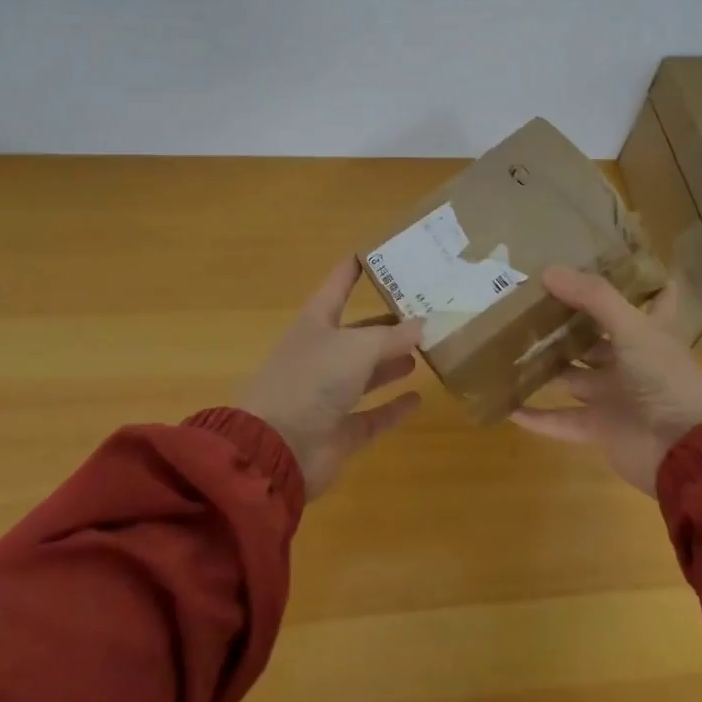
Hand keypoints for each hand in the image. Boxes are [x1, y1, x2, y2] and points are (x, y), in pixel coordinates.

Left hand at [236, 258, 424, 498]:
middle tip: (425, 311)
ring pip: (366, 373)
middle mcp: (322, 355)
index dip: (354, 269)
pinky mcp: (339, 432)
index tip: (378, 252)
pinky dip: (393, 408)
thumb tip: (423, 324)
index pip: (338, 286)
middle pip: (358, 333)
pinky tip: (418, 398)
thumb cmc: (312, 380)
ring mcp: (328, 396)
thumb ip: (392, 337)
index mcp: (316, 324)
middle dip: (387, 324)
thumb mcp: (357, 348)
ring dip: (391, 362)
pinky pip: (372, 416)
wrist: (276, 450)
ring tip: (424, 349)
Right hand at [511, 266, 701, 495]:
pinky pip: (562, 420)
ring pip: (574, 375)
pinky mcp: (601, 427)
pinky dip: (537, 417)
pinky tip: (509, 404)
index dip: (640, 279)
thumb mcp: (634, 328)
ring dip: (548, 364)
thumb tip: (547, 271)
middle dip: (569, 321)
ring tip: (510, 344)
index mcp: (652, 332)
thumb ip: (593, 297)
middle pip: (598, 336)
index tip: (610, 259)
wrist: (685, 452)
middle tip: (531, 299)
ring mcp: (616, 395)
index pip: (655, 298)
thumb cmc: (667, 379)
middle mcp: (633, 361)